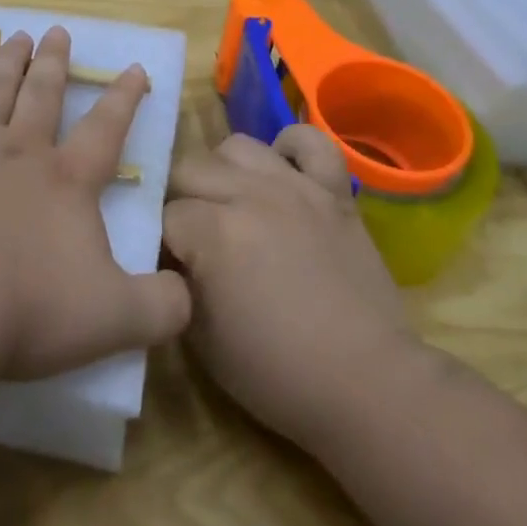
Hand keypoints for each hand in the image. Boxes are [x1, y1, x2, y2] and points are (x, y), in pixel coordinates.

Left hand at [0, 27, 190, 382]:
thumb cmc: (26, 310)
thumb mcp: (115, 321)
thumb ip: (162, 307)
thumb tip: (188, 293)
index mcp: (67, 180)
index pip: (106, 128)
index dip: (124, 98)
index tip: (133, 67)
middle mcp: (20, 150)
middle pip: (42, 94)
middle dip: (53, 62)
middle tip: (56, 31)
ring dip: (6, 61)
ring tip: (15, 36)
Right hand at [163, 127, 423, 449]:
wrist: (367, 383)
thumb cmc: (277, 373)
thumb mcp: (201, 338)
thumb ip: (176, 282)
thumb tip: (170, 254)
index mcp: (213, 233)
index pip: (163, 214)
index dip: (159, 239)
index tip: (165, 263)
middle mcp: (249, 195)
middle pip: (190, 170)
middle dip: (179, 200)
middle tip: (191, 234)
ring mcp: (295, 187)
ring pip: (238, 147)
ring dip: (223, 172)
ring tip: (230, 203)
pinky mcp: (334, 191)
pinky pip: (310, 142)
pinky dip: (291, 147)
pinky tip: (281, 171)